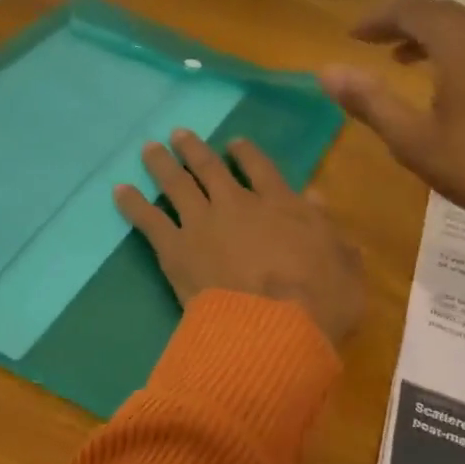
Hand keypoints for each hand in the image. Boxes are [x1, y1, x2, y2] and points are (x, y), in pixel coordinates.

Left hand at [114, 129, 364, 345]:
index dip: (246, 153)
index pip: (261, 168)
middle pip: (211, 168)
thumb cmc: (320, 302)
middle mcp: (237, 205)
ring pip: (177, 184)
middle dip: (194, 149)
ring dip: (162, 165)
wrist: (272, 329)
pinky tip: (119, 191)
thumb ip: (332, 232)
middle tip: (179, 134)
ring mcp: (202, 224)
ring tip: (149, 149)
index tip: (234, 142)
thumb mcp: (345, 266)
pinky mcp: (175, 249)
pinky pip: (149, 220)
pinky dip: (133, 204)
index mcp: (281, 205)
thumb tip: (317, 199)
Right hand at [321, 0, 464, 284]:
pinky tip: (447, 81)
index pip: (410, 10)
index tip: (351, 36)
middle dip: (402, 22)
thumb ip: (370, 101)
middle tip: (372, 43)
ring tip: (402, 59)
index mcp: (460, 44)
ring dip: (429, 35)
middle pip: (440, 11)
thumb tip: (326, 71)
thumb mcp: (414, 140)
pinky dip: (455, 49)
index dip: (377, 18)